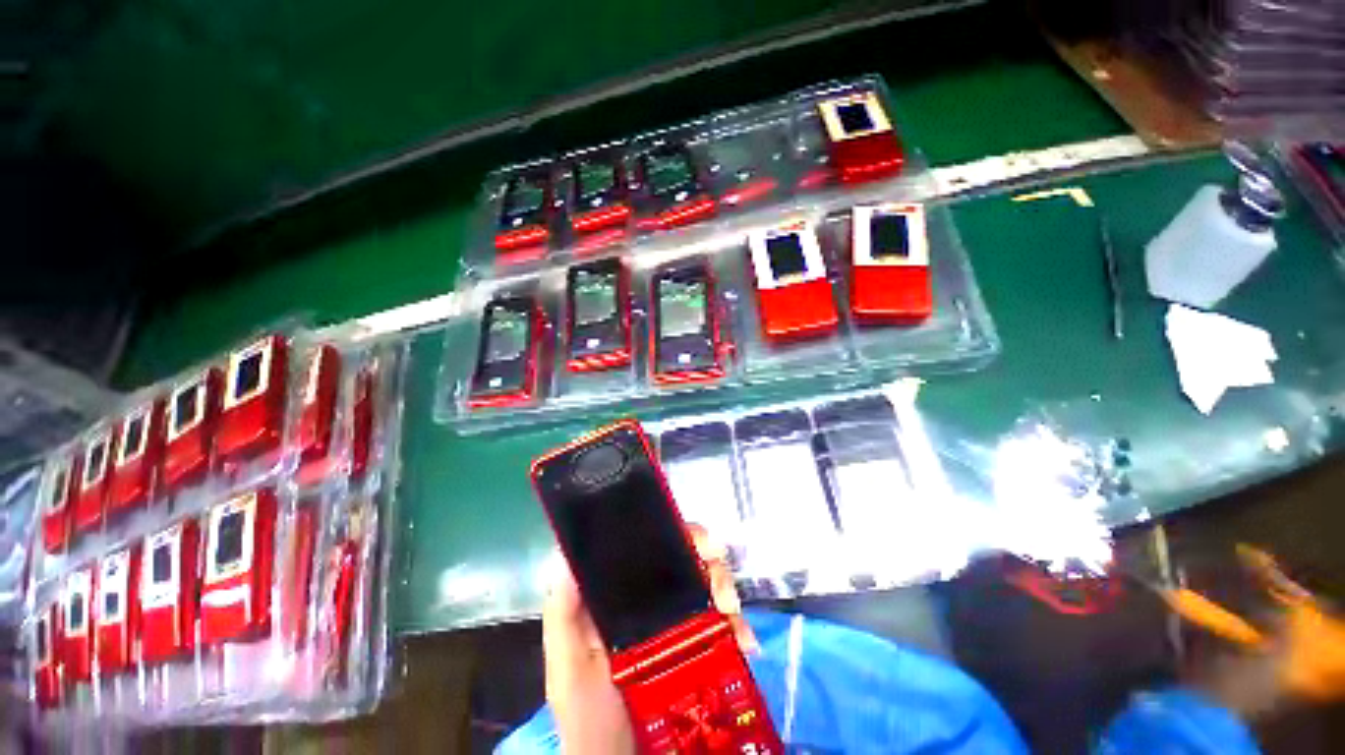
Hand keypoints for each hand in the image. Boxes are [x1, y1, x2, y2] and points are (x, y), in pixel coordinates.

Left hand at [542, 525, 755, 753]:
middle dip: (710, 563)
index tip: (698, 540)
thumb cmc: (589, 714)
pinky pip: (725, 627)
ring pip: (709, 586)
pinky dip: (740, 628)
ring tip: (734, 616)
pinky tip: (747, 643)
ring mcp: (678, 625)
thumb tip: (567, 552)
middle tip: (721, 586)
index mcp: (624, 594)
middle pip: (687, 560)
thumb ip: (563, 613)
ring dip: (728, 590)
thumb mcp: (568, 664)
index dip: (676, 533)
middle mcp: (653, 601)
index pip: (651, 547)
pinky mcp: (699, 651)